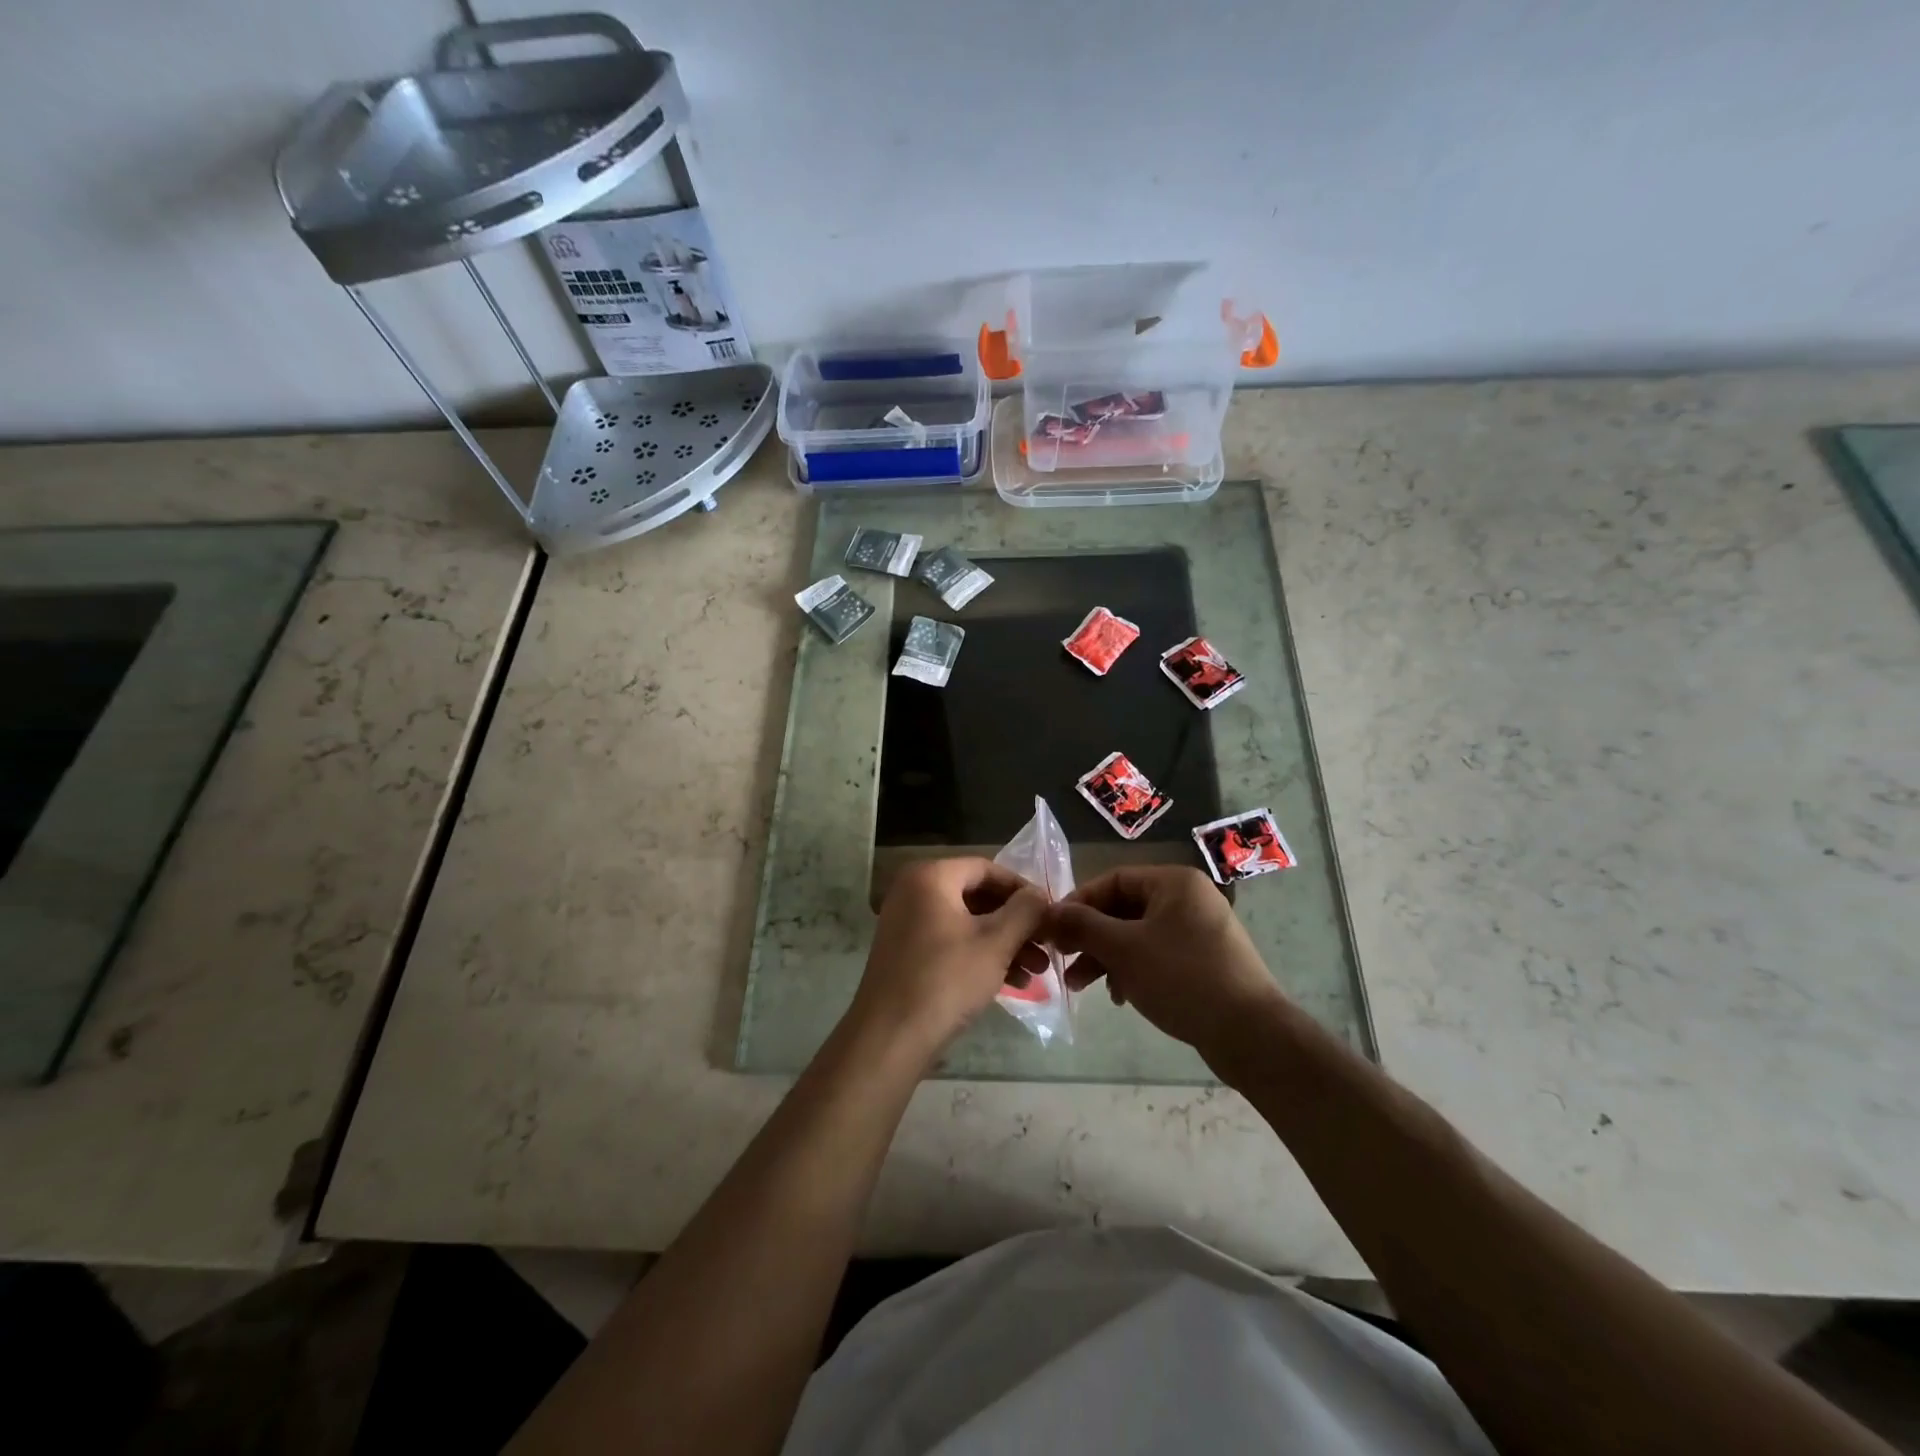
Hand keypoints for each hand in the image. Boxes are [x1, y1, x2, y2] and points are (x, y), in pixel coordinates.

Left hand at [850, 857, 1049, 1058]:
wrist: (890, 1037)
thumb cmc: (946, 979)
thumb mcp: (995, 943)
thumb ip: (1025, 911)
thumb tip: (1040, 895)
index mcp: (930, 876)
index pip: (986, 869)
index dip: (1022, 889)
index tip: (1049, 911)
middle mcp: (914, 891)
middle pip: (977, 896)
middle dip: (1016, 923)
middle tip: (1047, 945)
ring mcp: (907, 922)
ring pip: (967, 923)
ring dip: (1004, 943)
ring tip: (1037, 971)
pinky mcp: (907, 952)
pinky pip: (951, 942)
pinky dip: (981, 956)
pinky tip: (1013, 983)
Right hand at [1044, 865, 1284, 1056]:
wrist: (1250, 1034)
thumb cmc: (1182, 978)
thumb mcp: (1123, 949)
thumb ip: (1083, 926)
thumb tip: (1049, 913)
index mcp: (1174, 882)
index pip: (1113, 879)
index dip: (1078, 902)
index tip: (1053, 929)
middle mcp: (1188, 899)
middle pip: (1124, 908)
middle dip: (1090, 936)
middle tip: (1061, 961)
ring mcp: (1199, 930)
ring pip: (1137, 935)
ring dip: (1106, 957)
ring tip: (1080, 986)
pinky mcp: (1204, 961)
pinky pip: (1156, 954)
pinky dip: (1132, 970)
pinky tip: (1119, 996)